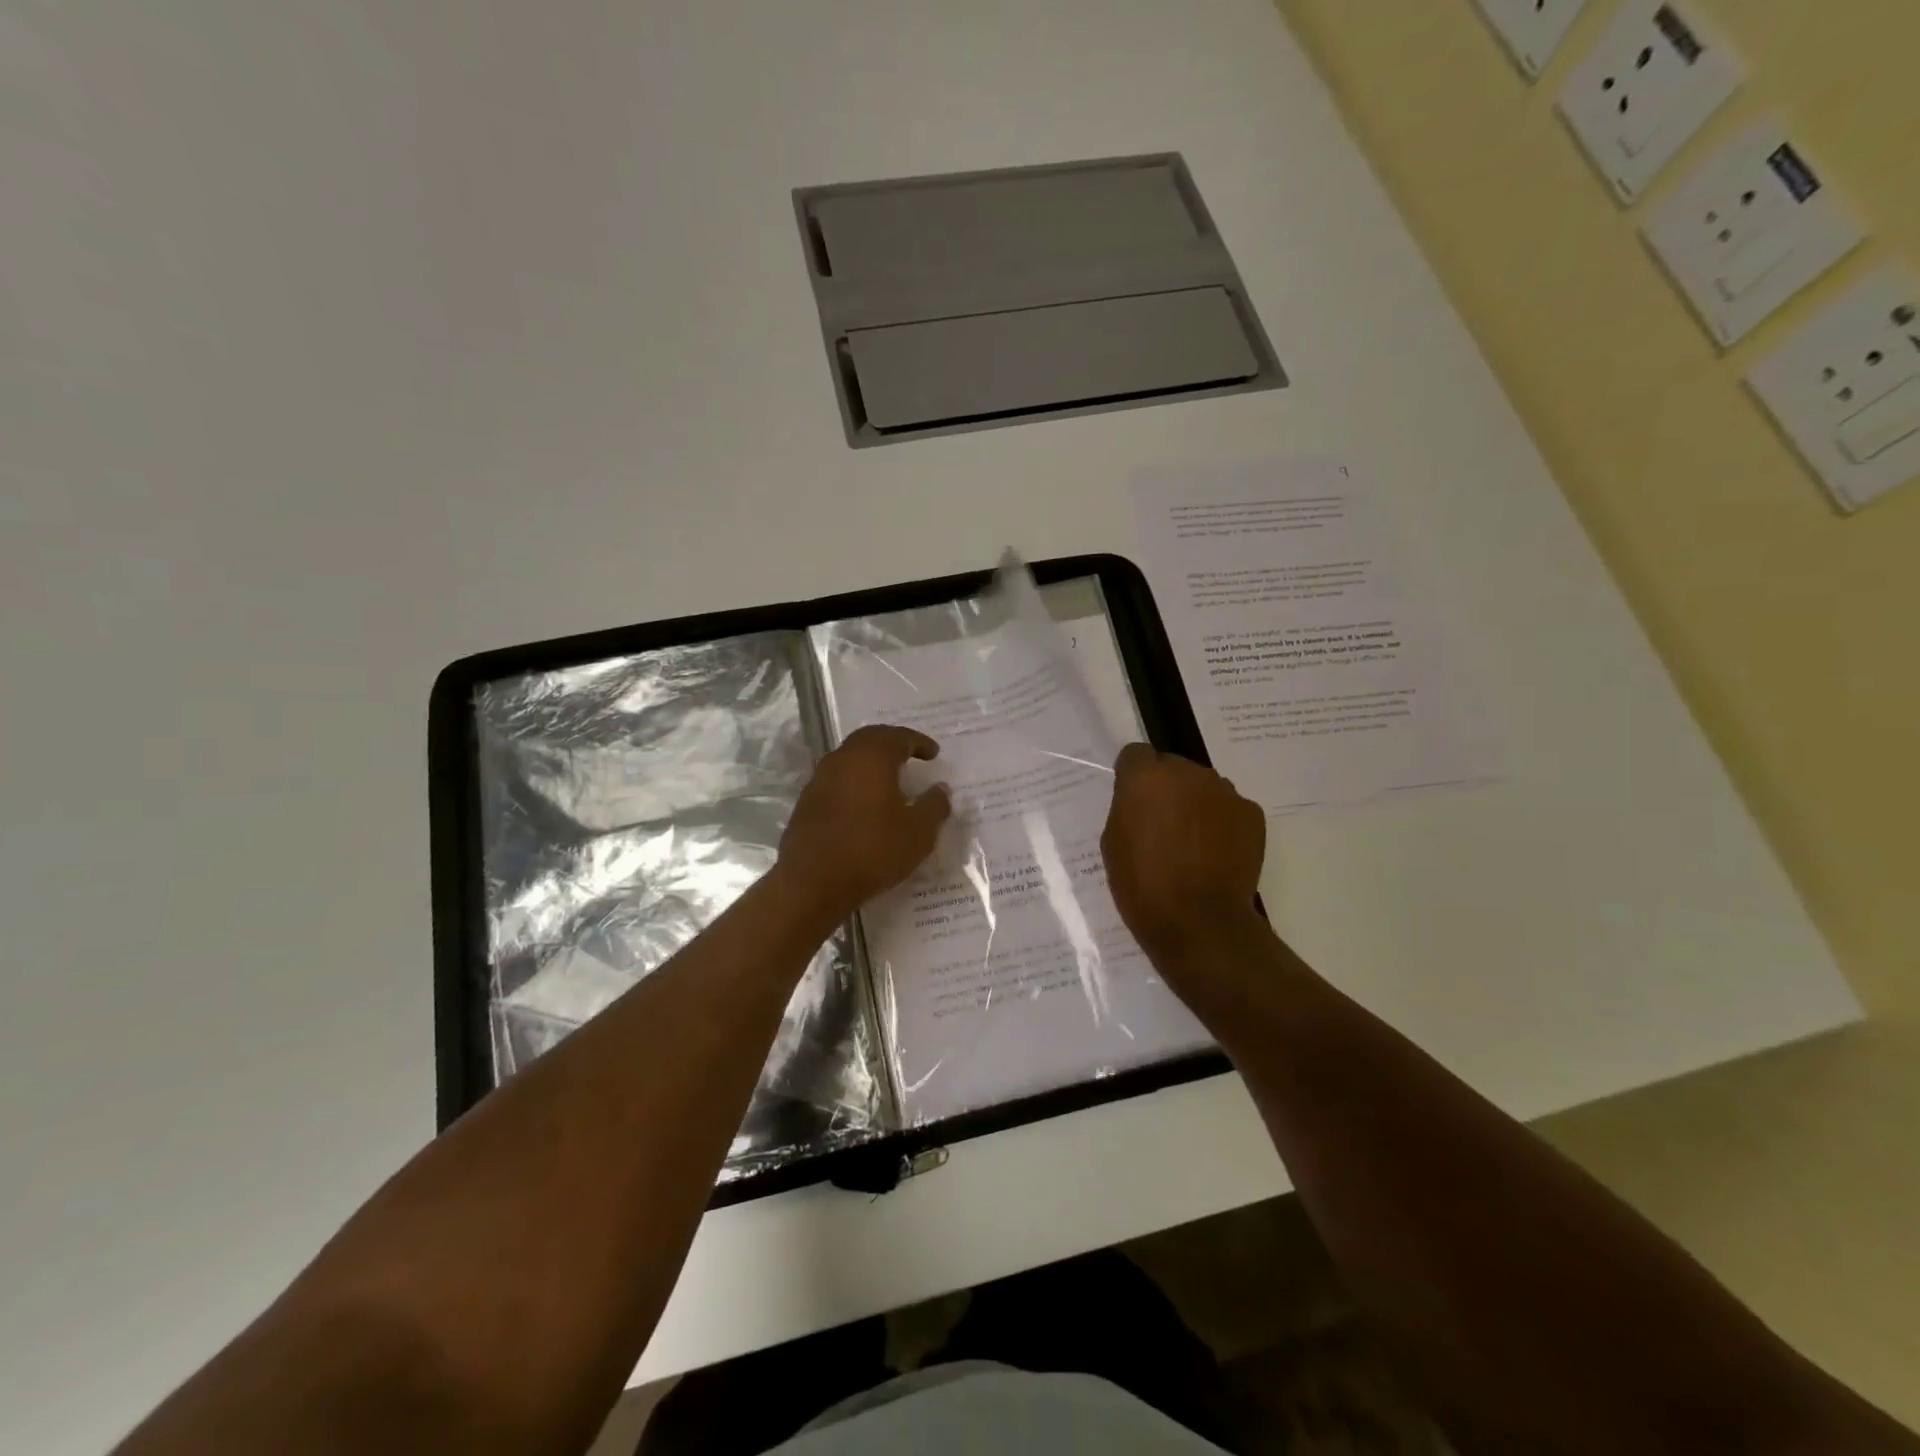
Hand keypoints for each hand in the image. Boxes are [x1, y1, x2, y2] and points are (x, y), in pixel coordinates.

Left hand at [777, 725, 951, 921]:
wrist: (813, 882)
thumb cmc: (873, 851)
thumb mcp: (918, 833)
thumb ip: (934, 806)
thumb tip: (941, 789)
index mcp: (872, 757)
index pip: (898, 737)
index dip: (918, 742)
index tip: (933, 753)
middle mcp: (843, 759)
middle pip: (869, 739)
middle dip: (891, 743)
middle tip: (909, 755)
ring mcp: (820, 779)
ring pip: (849, 758)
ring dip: (870, 762)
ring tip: (888, 778)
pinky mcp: (806, 801)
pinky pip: (836, 779)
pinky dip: (854, 781)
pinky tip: (863, 802)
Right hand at [1101, 743, 1265, 958]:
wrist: (1198, 922)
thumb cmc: (1142, 884)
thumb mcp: (1113, 842)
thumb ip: (1127, 808)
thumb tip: (1142, 801)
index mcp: (1146, 777)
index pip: (1136, 754)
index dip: (1132, 776)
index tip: (1132, 800)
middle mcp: (1187, 772)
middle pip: (1173, 768)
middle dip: (1166, 789)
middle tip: (1162, 826)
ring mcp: (1224, 791)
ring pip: (1203, 787)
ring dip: (1195, 804)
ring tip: (1192, 844)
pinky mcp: (1251, 813)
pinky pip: (1229, 808)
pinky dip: (1222, 823)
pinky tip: (1216, 854)